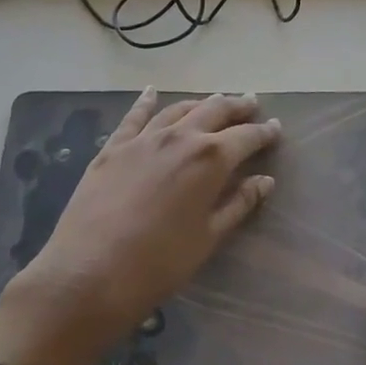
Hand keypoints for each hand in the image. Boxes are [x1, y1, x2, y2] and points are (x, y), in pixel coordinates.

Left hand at [0, 89, 280, 364]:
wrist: (89, 272)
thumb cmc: (159, 263)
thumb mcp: (208, 237)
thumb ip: (238, 204)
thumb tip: (264, 181)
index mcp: (210, 159)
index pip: (246, 137)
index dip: (264, 132)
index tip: (276, 128)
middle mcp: (179, 137)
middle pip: (214, 110)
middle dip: (236, 105)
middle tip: (251, 104)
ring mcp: (143, 139)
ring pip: (178, 109)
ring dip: (200, 103)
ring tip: (214, 101)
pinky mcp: (113, 148)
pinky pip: (134, 117)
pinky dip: (146, 102)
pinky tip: (152, 92)